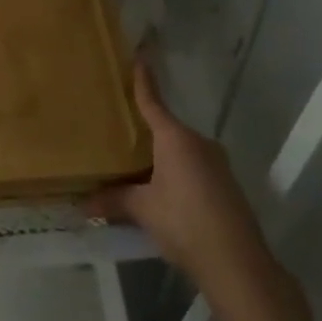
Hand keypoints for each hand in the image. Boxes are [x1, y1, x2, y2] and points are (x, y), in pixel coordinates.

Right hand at [87, 60, 264, 284]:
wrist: (238, 265)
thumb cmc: (185, 223)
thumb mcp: (143, 210)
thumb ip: (114, 200)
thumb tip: (83, 203)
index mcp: (175, 138)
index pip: (153, 101)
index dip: (143, 80)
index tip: (139, 55)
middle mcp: (198, 143)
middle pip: (166, 127)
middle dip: (144, 129)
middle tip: (119, 127)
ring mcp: (216, 164)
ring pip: (180, 149)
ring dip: (160, 155)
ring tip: (135, 163)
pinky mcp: (225, 185)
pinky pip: (192, 167)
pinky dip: (174, 171)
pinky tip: (160, 189)